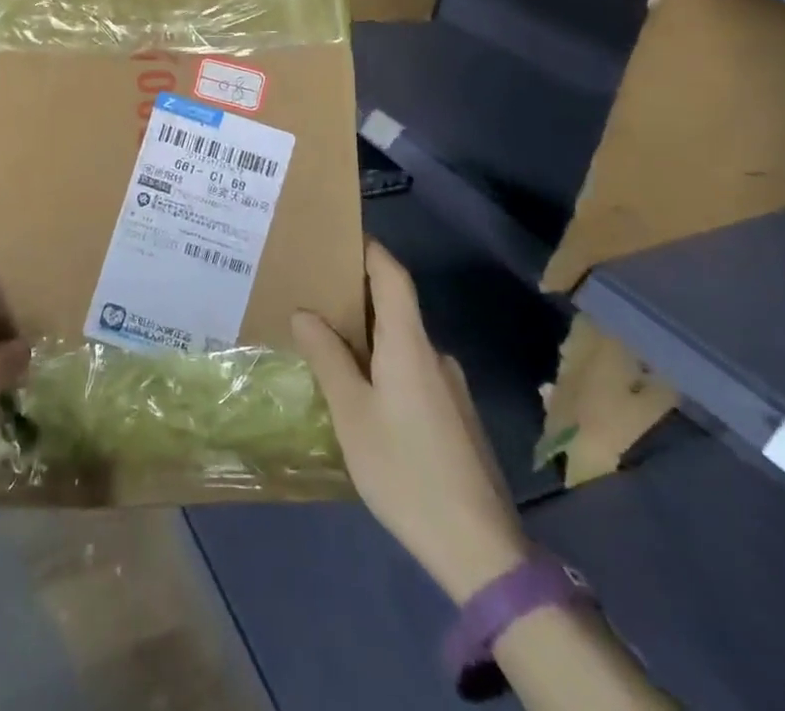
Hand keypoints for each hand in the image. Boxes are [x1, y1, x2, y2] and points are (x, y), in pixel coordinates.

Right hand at [293, 241, 528, 602]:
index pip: (393, 275)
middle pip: (396, 308)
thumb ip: (327, 357)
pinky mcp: (456, 417)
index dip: (370, 250)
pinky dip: (386, 366)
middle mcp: (435, 355)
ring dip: (370, 338)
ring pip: (404, 344)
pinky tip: (364, 396)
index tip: (340, 236)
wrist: (480, 548)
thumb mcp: (351, 413)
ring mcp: (451, 388)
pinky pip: (415, 372)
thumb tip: (305, 312)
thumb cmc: (405, 469)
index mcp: (409, 344)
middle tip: (315, 298)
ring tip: (330, 349)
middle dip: (357, 297)